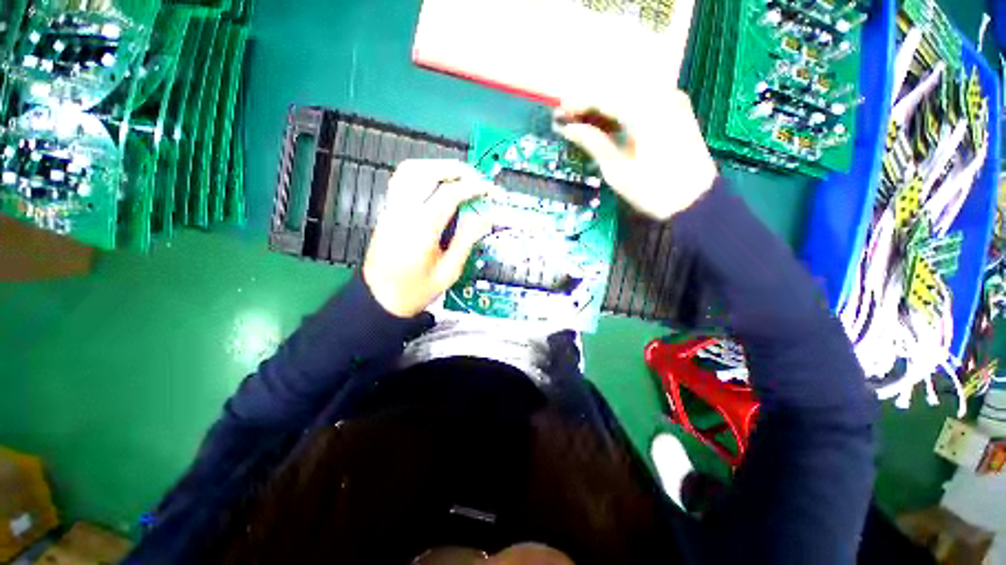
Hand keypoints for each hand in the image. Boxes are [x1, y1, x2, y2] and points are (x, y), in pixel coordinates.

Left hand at [363, 160, 492, 317]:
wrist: (381, 299)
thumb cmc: (416, 290)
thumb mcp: (449, 271)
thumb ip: (467, 241)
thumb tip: (486, 218)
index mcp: (422, 229)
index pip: (449, 194)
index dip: (473, 187)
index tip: (488, 190)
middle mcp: (403, 212)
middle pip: (427, 172)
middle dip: (455, 169)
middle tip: (475, 178)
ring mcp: (391, 209)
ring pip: (410, 170)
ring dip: (436, 166)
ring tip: (457, 176)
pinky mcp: (387, 211)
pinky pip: (402, 180)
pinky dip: (422, 173)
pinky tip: (436, 184)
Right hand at [553, 89, 717, 219]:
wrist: (695, 201)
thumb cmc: (653, 190)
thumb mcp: (617, 170)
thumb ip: (593, 143)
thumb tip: (568, 128)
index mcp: (644, 110)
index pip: (603, 98)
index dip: (577, 104)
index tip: (557, 114)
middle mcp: (660, 96)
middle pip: (615, 92)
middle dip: (588, 104)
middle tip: (566, 119)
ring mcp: (670, 101)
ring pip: (627, 96)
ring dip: (603, 108)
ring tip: (581, 123)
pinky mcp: (675, 111)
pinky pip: (641, 103)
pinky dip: (621, 113)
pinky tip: (605, 123)